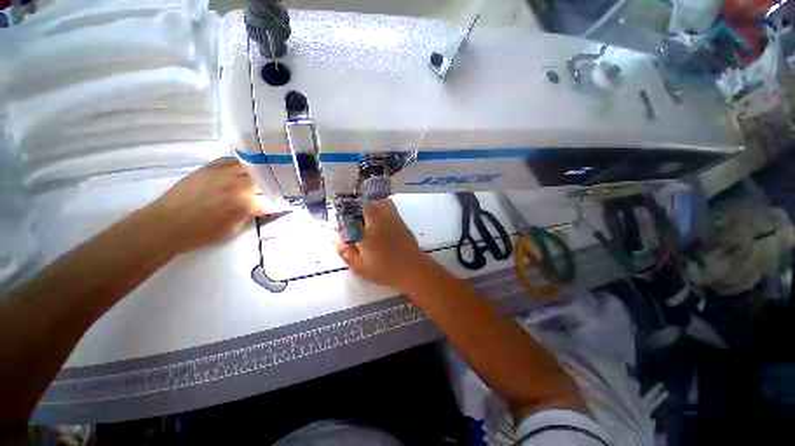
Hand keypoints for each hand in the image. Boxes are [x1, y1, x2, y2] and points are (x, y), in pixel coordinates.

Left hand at [146, 157, 271, 252]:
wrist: (167, 224)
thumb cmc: (201, 233)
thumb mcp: (233, 231)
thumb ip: (251, 217)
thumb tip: (261, 209)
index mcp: (245, 205)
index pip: (272, 201)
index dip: (281, 203)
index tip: (287, 204)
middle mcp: (238, 186)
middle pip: (265, 179)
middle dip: (274, 184)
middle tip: (280, 186)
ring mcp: (223, 174)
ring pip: (251, 167)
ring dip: (261, 172)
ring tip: (266, 175)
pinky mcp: (209, 168)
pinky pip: (231, 160)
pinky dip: (241, 164)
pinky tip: (244, 168)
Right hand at [335, 199, 430, 290]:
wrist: (412, 268)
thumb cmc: (386, 271)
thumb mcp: (361, 269)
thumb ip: (347, 253)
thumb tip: (337, 239)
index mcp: (366, 236)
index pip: (347, 221)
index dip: (338, 221)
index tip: (334, 224)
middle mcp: (377, 222)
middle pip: (359, 205)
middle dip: (349, 208)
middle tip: (345, 217)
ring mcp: (388, 217)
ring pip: (372, 200)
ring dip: (363, 203)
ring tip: (357, 212)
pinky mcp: (397, 217)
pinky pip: (385, 202)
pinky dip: (377, 201)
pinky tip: (374, 209)